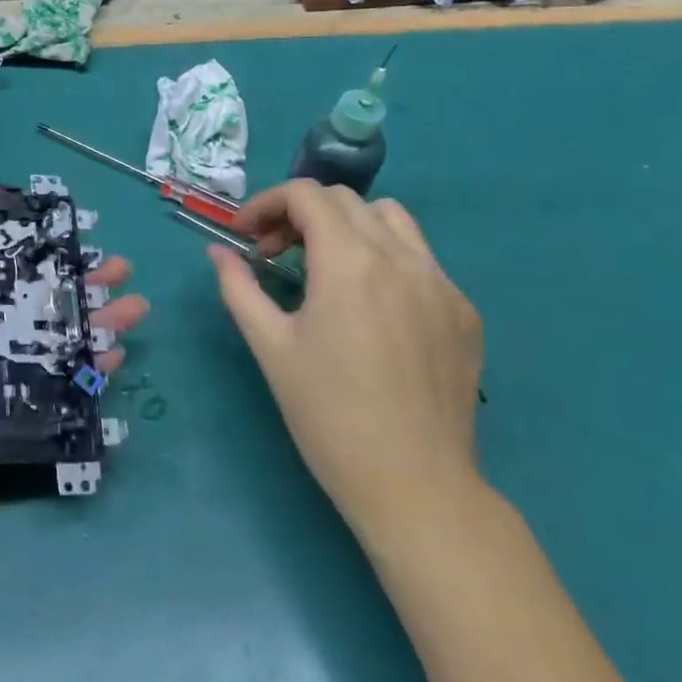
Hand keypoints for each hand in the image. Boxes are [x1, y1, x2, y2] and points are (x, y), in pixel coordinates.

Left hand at [0, 200, 148, 585]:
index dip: (24, 251)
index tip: (67, 231)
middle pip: (23, 311)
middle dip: (72, 289)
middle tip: (119, 270)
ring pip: (39, 355)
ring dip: (85, 333)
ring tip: (131, 314)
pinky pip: (33, 409)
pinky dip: (72, 389)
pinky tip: (106, 369)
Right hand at [208, 180, 482, 534]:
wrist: (416, 487)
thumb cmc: (329, 416)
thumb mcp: (270, 347)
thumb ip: (239, 288)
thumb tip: (217, 253)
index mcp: (350, 262)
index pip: (306, 195)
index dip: (266, 203)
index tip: (244, 236)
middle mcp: (401, 258)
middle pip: (345, 200)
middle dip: (299, 215)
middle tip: (273, 254)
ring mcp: (441, 283)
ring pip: (391, 219)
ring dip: (347, 226)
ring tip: (324, 267)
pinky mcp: (464, 312)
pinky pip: (421, 260)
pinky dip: (385, 259)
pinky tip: (370, 307)